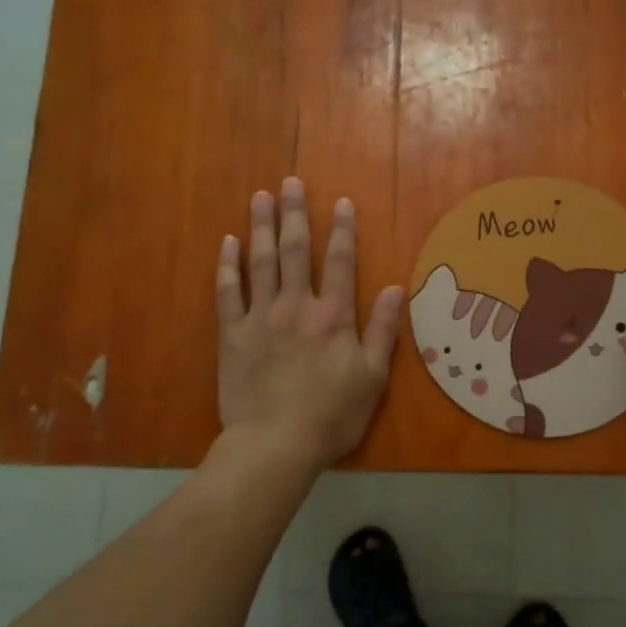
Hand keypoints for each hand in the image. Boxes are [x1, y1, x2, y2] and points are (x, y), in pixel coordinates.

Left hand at [216, 177, 402, 471]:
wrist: (275, 444)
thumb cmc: (331, 415)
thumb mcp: (372, 378)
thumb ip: (383, 330)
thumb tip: (397, 288)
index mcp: (333, 316)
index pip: (341, 263)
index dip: (342, 230)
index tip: (340, 201)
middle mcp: (296, 306)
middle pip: (297, 251)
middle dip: (295, 214)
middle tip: (289, 182)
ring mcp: (261, 318)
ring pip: (261, 262)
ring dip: (262, 227)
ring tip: (260, 197)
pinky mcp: (232, 334)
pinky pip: (228, 292)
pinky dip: (228, 266)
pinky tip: (228, 243)